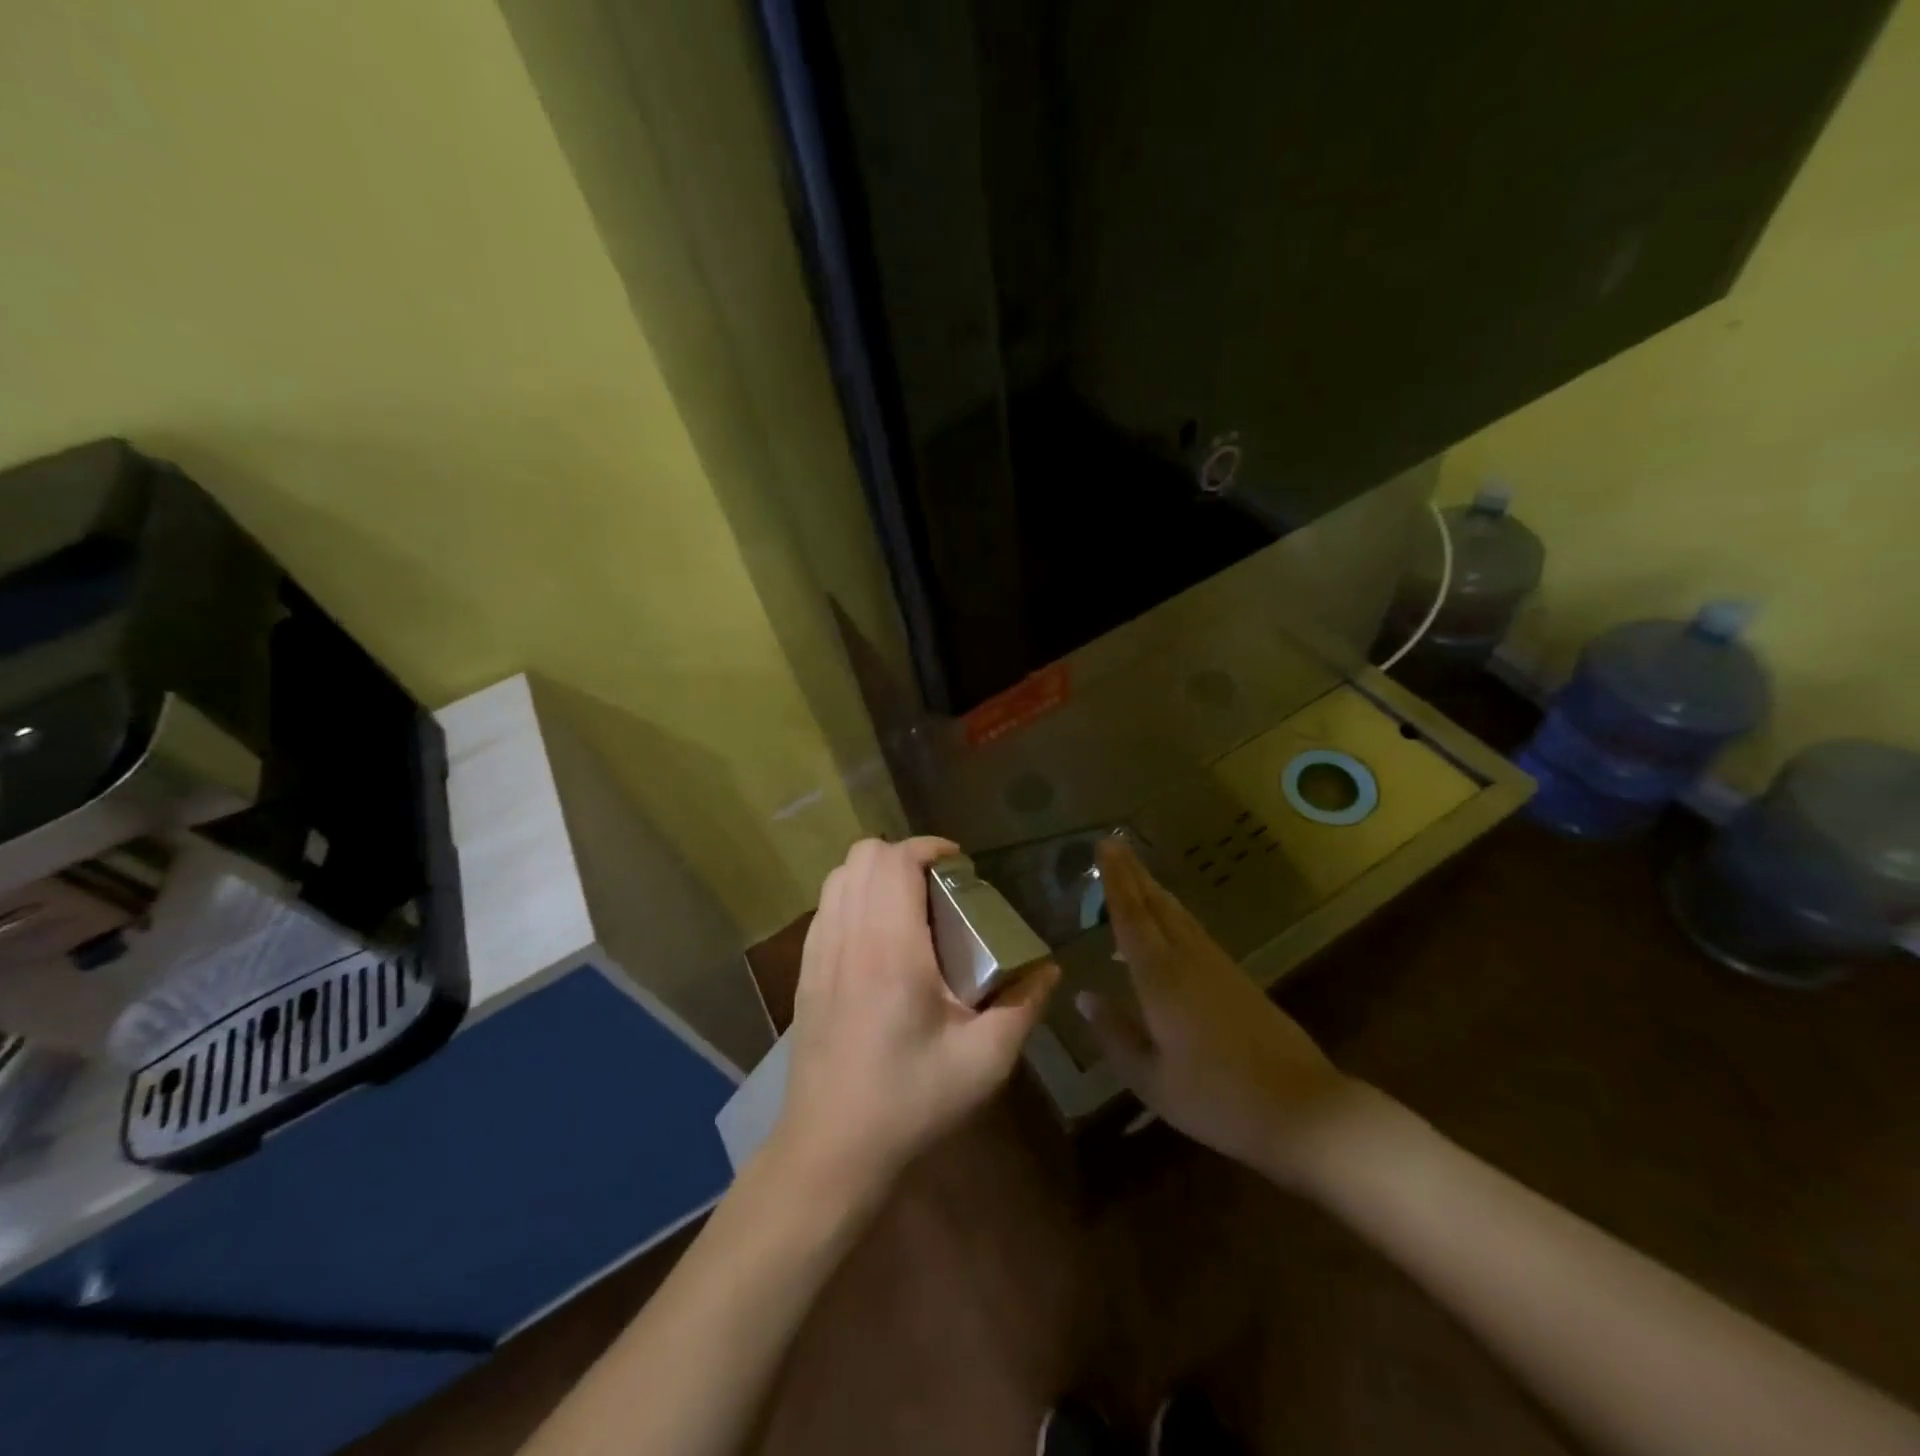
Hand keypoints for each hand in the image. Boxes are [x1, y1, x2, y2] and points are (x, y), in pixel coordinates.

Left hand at [772, 837, 1059, 1201]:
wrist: (831, 1149)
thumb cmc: (910, 1101)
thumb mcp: (984, 1060)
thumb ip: (1022, 1006)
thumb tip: (1049, 970)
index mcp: (890, 947)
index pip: (896, 860)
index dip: (930, 847)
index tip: (961, 864)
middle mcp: (848, 936)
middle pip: (862, 855)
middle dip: (904, 854)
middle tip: (940, 886)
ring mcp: (818, 952)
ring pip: (839, 877)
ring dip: (876, 874)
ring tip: (911, 905)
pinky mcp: (805, 972)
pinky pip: (826, 907)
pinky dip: (854, 898)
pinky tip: (878, 938)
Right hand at [1077, 839, 1358, 1185]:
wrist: (1302, 1110)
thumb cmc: (1216, 1099)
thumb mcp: (1151, 1079)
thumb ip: (1114, 1034)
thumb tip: (1083, 997)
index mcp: (1161, 978)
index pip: (1131, 916)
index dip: (1115, 880)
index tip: (1104, 845)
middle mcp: (1188, 960)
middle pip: (1156, 905)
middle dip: (1133, 873)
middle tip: (1114, 844)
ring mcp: (1218, 966)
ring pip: (1179, 915)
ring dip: (1154, 890)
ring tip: (1135, 874)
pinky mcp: (1238, 979)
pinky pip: (1195, 932)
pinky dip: (1173, 915)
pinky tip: (1169, 924)